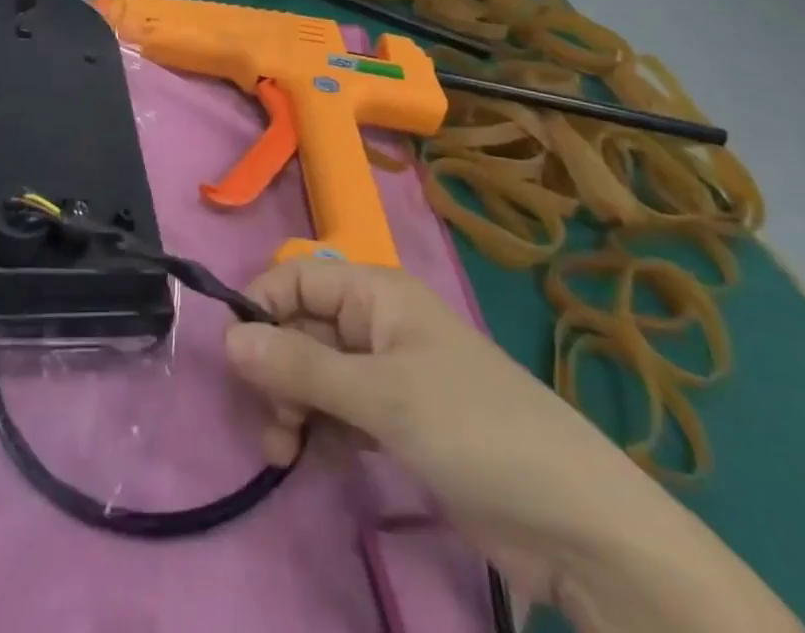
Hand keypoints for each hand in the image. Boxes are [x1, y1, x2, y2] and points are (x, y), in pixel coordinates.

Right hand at [224, 259, 676, 613]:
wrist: (578, 525)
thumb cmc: (475, 431)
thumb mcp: (381, 395)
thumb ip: (300, 367)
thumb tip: (226, 338)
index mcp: (376, 293)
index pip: (297, 278)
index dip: (261, 309)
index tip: (234, 361)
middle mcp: (377, 323)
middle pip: (301, 327)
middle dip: (277, 371)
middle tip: (272, 426)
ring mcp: (389, 374)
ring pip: (316, 373)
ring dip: (294, 407)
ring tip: (288, 454)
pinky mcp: (400, 422)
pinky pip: (340, 411)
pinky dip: (323, 431)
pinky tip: (321, 461)